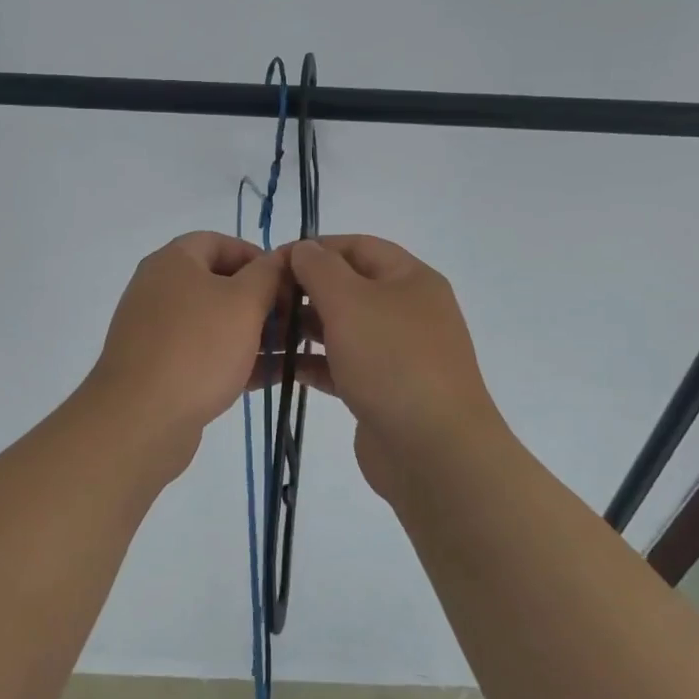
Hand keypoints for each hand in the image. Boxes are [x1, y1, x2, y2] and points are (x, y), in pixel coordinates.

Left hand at [86, 232, 288, 467]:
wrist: (140, 419)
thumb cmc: (197, 348)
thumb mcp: (244, 303)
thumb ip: (268, 275)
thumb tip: (281, 257)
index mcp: (173, 262)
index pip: (218, 242)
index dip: (257, 256)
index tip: (288, 281)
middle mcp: (159, 290)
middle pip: (218, 283)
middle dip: (260, 299)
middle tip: (295, 319)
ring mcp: (157, 331)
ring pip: (214, 323)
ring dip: (253, 333)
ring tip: (291, 350)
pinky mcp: (160, 369)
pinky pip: (204, 355)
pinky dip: (235, 360)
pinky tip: (270, 377)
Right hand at [289, 236, 502, 491]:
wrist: (433, 451)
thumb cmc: (392, 361)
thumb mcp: (349, 302)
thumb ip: (319, 269)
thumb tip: (303, 249)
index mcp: (410, 280)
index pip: (358, 246)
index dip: (315, 248)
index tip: (273, 262)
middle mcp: (408, 311)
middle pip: (350, 287)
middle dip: (306, 290)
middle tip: (265, 301)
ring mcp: (397, 353)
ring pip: (344, 328)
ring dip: (306, 328)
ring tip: (266, 334)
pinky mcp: (383, 390)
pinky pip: (343, 366)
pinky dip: (315, 363)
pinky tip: (285, 368)